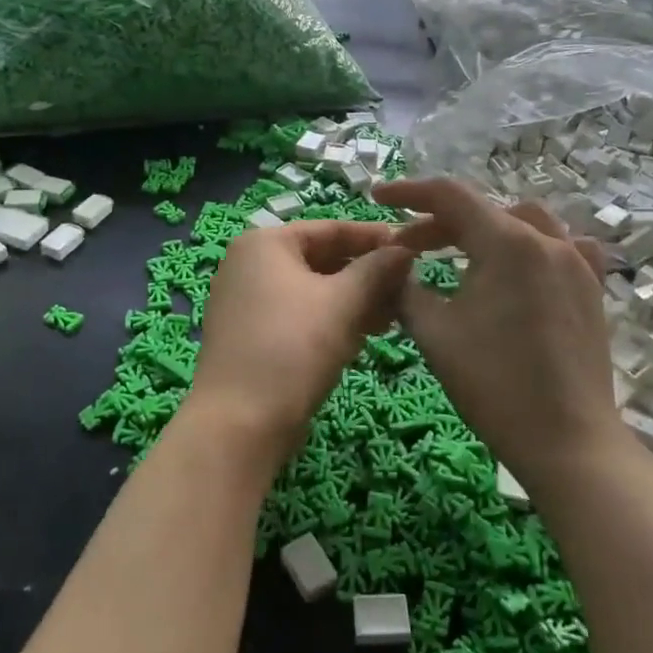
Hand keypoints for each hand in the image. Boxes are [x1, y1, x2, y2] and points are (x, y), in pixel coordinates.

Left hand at [186, 219, 413, 468]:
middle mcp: (249, 264)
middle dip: (366, 275)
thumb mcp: (342, 304)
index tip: (414, 249)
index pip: (331, 229)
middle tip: (407, 290)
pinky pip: (298, 315)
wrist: (238, 423)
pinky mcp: (250, 335)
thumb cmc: (292, 348)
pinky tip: (362, 337)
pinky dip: (330, 320)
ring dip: (353, 301)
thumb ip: (376, 270)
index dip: (375, 238)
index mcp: (265, 243)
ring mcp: (246, 301)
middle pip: (321, 258)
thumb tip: (405, 249)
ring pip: (312, 290)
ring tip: (392, 318)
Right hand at [374, 179, 617, 487]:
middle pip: (484, 211)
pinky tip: (524, 265)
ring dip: (485, 229)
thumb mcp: (434, 332)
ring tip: (460, 252)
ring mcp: (576, 263)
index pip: (450, 196)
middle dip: (439, 222)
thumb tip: (393, 266)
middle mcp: (546, 240)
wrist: (566, 440)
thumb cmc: (493, 383)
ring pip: (524, 222)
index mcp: (507, 242)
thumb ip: (405, 287)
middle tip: (406, 248)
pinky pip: (563, 246)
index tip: (378, 197)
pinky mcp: (591, 289)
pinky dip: (533, 245)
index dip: (409, 192)